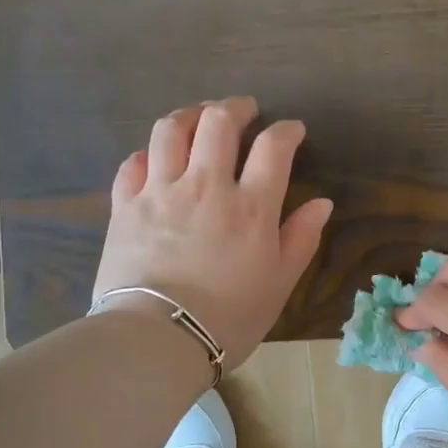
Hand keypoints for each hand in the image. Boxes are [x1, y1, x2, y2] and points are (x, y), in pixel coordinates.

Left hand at [93, 97, 332, 370]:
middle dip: (236, 108)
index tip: (293, 131)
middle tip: (244, 111)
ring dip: (189, 115)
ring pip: (170, 130)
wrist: (158, 339)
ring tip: (198, 118)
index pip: (273, 147)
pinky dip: (147, 153)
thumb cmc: (229, 317)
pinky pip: (132, 163)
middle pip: (218, 123)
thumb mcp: (279, 284)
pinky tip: (155, 159)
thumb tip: (322, 203)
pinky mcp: (125, 206)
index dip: (287, 131)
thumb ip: (301, 239)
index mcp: (250, 206)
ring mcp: (160, 192)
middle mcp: (206, 186)